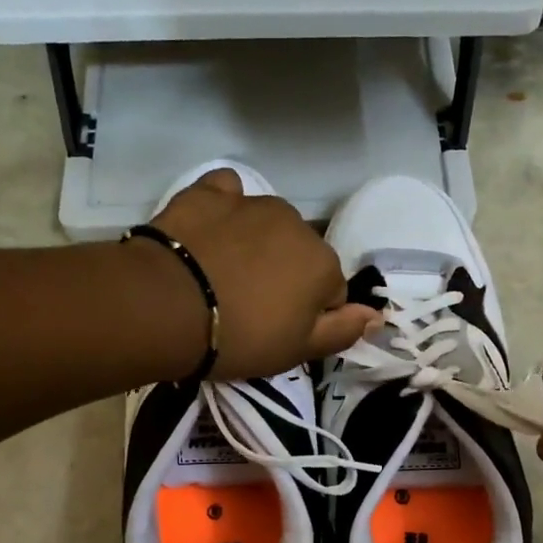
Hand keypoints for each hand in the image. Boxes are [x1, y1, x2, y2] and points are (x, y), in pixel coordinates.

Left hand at [146, 168, 377, 380]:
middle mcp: (296, 224)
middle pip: (299, 254)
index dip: (306, 315)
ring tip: (220, 276)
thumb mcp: (298, 350)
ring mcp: (251, 202)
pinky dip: (224, 210)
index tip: (276, 331)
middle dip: (283, 276)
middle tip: (247, 308)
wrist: (165, 305)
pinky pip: (227, 194)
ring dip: (255, 244)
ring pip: (266, 226)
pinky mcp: (208, 192)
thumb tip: (377, 314)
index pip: (330, 292)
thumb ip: (343, 330)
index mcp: (323, 263)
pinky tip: (208, 232)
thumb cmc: (240, 337)